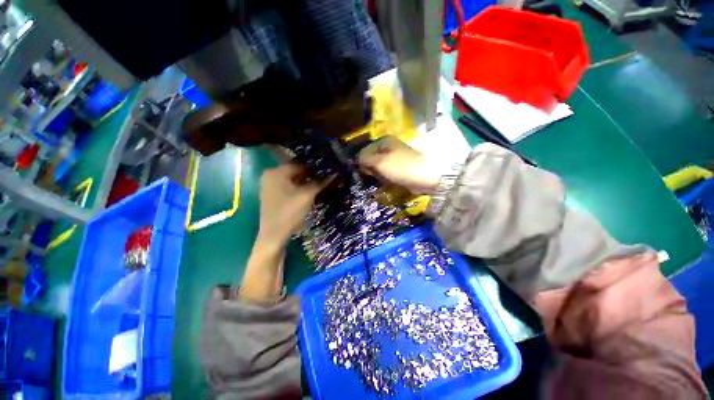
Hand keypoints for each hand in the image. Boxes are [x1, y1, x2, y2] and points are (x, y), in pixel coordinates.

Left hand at [257, 164, 329, 244]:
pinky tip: (309, 192)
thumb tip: (335, 173)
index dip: (315, 168)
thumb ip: (321, 183)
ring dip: (306, 182)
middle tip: (326, 178)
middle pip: (295, 172)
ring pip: (292, 180)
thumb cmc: (290, 212)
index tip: (328, 171)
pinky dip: (298, 188)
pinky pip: (288, 187)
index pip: (300, 164)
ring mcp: (269, 186)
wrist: (274, 235)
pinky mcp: (272, 196)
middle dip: (311, 175)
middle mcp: (270, 176)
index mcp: (276, 172)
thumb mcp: (307, 195)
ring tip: (321, 185)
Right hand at [358, 136, 442, 194]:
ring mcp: (395, 158)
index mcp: (383, 142)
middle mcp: (388, 147)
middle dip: (370, 169)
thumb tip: (357, 160)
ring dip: (377, 175)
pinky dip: (385, 178)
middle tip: (374, 177)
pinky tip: (387, 182)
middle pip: (371, 159)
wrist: (425, 177)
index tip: (364, 173)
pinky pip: (386, 172)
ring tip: (382, 180)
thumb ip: (365, 159)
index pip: (364, 150)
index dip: (362, 162)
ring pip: (378, 167)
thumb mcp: (379, 162)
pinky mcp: (399, 168)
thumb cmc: (400, 167)